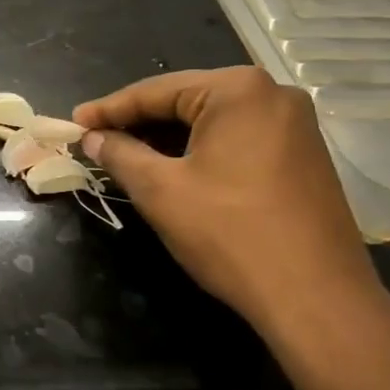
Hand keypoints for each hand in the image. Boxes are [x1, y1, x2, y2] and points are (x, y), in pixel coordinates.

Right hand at [73, 67, 386, 346]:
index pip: (156, 91)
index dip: (109, 110)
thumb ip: (120, 154)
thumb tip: (93, 138)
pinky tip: (173, 170)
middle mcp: (273, 95)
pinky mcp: (303, 157)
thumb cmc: (230, 234)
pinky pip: (237, 141)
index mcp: (239, 90)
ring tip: (125, 156)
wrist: (316, 299)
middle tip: (95, 141)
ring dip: (167, 139)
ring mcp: (295, 126)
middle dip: (138, 123)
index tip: (73, 124)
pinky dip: (200, 152)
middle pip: (187, 101)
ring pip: (212, 123)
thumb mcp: (161, 191)